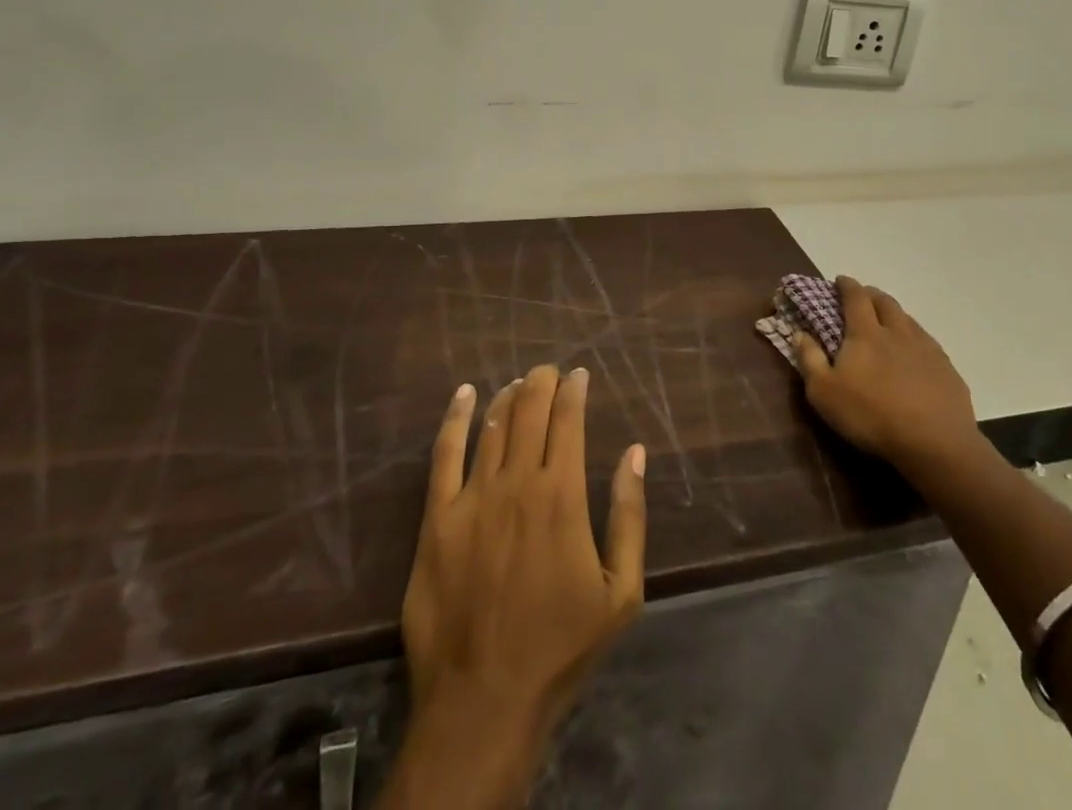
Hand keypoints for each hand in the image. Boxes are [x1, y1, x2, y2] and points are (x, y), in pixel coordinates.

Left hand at [402, 365, 646, 747]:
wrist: (483, 701)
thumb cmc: (560, 647)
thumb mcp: (621, 591)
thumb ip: (630, 516)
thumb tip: (635, 453)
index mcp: (563, 496)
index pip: (569, 421)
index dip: (574, 391)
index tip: (579, 375)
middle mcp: (518, 483)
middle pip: (530, 412)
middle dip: (542, 382)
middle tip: (549, 370)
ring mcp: (472, 499)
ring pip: (493, 426)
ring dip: (509, 397)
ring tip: (519, 383)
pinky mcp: (436, 520)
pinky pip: (444, 454)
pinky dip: (456, 418)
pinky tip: (465, 395)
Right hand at [794, 278, 980, 474]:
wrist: (935, 442)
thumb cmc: (871, 415)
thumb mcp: (824, 393)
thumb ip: (809, 359)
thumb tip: (799, 333)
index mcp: (866, 333)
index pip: (855, 297)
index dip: (847, 285)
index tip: (840, 280)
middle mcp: (898, 331)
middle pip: (885, 302)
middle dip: (871, 294)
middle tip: (863, 297)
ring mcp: (926, 348)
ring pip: (909, 320)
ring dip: (895, 315)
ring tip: (888, 323)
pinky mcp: (947, 369)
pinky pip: (928, 343)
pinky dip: (915, 340)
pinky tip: (915, 356)